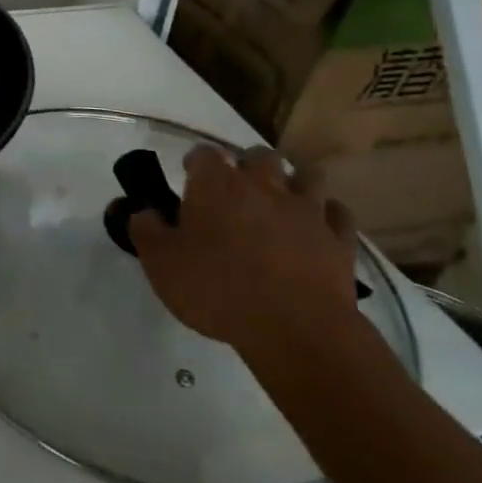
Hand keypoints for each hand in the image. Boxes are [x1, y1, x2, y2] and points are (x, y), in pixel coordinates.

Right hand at [127, 145, 360, 355]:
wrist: (296, 329)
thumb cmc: (217, 290)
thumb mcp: (160, 263)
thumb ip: (145, 229)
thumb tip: (142, 210)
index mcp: (216, 185)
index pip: (204, 153)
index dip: (196, 162)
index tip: (189, 176)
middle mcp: (263, 185)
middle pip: (259, 155)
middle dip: (247, 164)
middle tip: (236, 189)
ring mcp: (306, 210)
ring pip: (306, 175)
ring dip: (293, 181)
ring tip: (281, 201)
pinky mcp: (339, 239)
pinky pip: (338, 213)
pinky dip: (327, 215)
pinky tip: (317, 227)